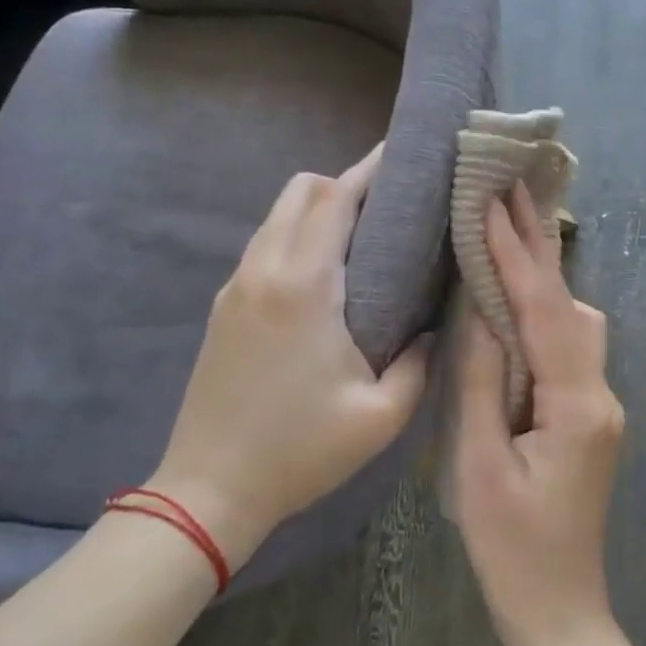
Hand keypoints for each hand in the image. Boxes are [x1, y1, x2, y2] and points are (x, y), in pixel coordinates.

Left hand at [144, 144, 431, 563]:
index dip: (370, 170)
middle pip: (301, 191)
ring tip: (366, 235)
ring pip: (278, 215)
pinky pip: (266, 245)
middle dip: (346, 183)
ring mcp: (236, 287)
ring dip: (319, 209)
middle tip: (393, 206)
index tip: (404, 156)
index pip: (334, 199)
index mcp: (303, 286)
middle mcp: (263, 271)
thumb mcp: (382, 415)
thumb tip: (436, 325)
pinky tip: (328, 272)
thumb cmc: (300, 451)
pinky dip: (298, 235)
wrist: (209, 490)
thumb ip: (421, 362)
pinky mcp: (224, 307)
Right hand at [451, 183, 625, 645]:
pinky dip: (542, 315)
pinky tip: (516, 301)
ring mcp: (600, 404)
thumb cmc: (512, 548)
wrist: (559, 611)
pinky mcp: (589, 416)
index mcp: (577, 404)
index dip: (518, 254)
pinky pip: (568, 350)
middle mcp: (600, 393)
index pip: (545, 311)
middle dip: (542, 247)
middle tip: (515, 188)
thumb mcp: (479, 464)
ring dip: (543, 279)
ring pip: (575, 324)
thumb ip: (481, 382)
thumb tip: (480, 311)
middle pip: (572, 305)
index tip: (495, 199)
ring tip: (510, 231)